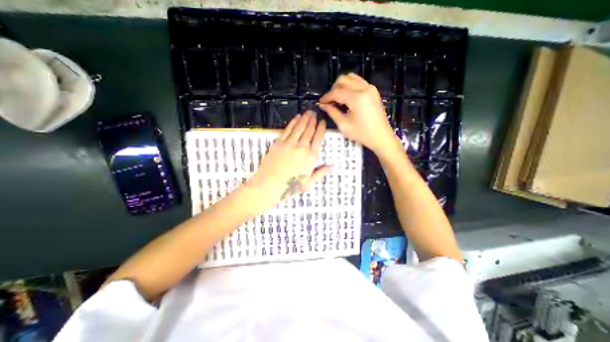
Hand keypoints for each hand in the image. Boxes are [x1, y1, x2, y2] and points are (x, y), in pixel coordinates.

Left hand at [247, 110, 332, 207]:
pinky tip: (296, 118)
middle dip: (313, 120)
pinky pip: (287, 130)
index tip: (322, 121)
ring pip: (299, 128)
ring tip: (308, 112)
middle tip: (315, 113)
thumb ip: (320, 173)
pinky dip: (293, 122)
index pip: (318, 138)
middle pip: (309, 130)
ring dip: (304, 119)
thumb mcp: (309, 183)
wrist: (268, 186)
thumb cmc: (290, 187)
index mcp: (311, 157)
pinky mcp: (278, 143)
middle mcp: (302, 148)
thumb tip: (332, 166)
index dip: (321, 128)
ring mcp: (289, 144)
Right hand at [317, 74, 398, 152]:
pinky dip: (350, 86)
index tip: (320, 103)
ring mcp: (370, 88)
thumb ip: (332, 112)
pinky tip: (347, 97)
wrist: (381, 136)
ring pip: (351, 78)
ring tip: (337, 99)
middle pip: (343, 80)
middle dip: (333, 89)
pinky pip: (358, 82)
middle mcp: (364, 88)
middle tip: (329, 101)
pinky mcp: (373, 91)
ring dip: (341, 86)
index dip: (326, 97)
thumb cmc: (362, 134)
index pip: (336, 92)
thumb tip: (323, 105)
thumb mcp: (344, 125)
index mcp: (357, 98)